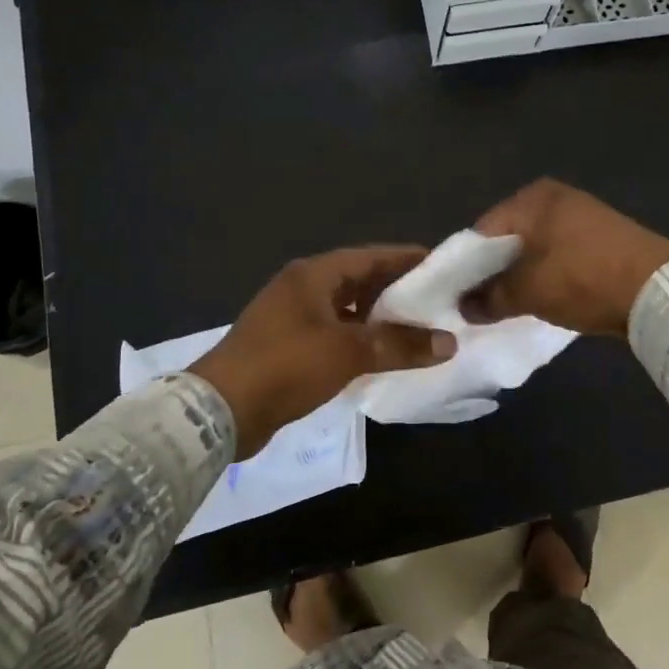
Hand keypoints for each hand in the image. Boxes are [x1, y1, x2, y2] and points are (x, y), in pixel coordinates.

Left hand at [188, 246, 456, 457]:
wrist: (219, 411)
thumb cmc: (286, 366)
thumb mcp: (348, 352)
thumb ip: (400, 345)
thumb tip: (449, 342)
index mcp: (313, 276)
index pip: (371, 257)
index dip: (407, 260)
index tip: (442, 267)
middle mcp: (302, 289)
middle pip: (360, 282)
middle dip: (397, 292)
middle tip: (438, 303)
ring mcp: (292, 319)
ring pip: (348, 312)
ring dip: (379, 321)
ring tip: (419, 332)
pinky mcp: (288, 348)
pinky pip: (335, 336)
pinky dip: (360, 343)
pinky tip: (384, 358)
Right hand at [460, 179, 668, 337]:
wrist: (658, 291)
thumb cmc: (584, 279)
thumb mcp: (529, 291)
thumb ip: (490, 298)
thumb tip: (464, 308)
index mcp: (532, 198)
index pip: (481, 231)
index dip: (463, 266)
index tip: (451, 296)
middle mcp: (554, 198)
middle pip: (507, 239)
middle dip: (490, 272)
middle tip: (473, 305)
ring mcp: (580, 217)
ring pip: (532, 249)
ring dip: (517, 277)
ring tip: (501, 307)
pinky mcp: (598, 239)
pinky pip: (556, 256)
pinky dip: (543, 276)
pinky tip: (536, 300)